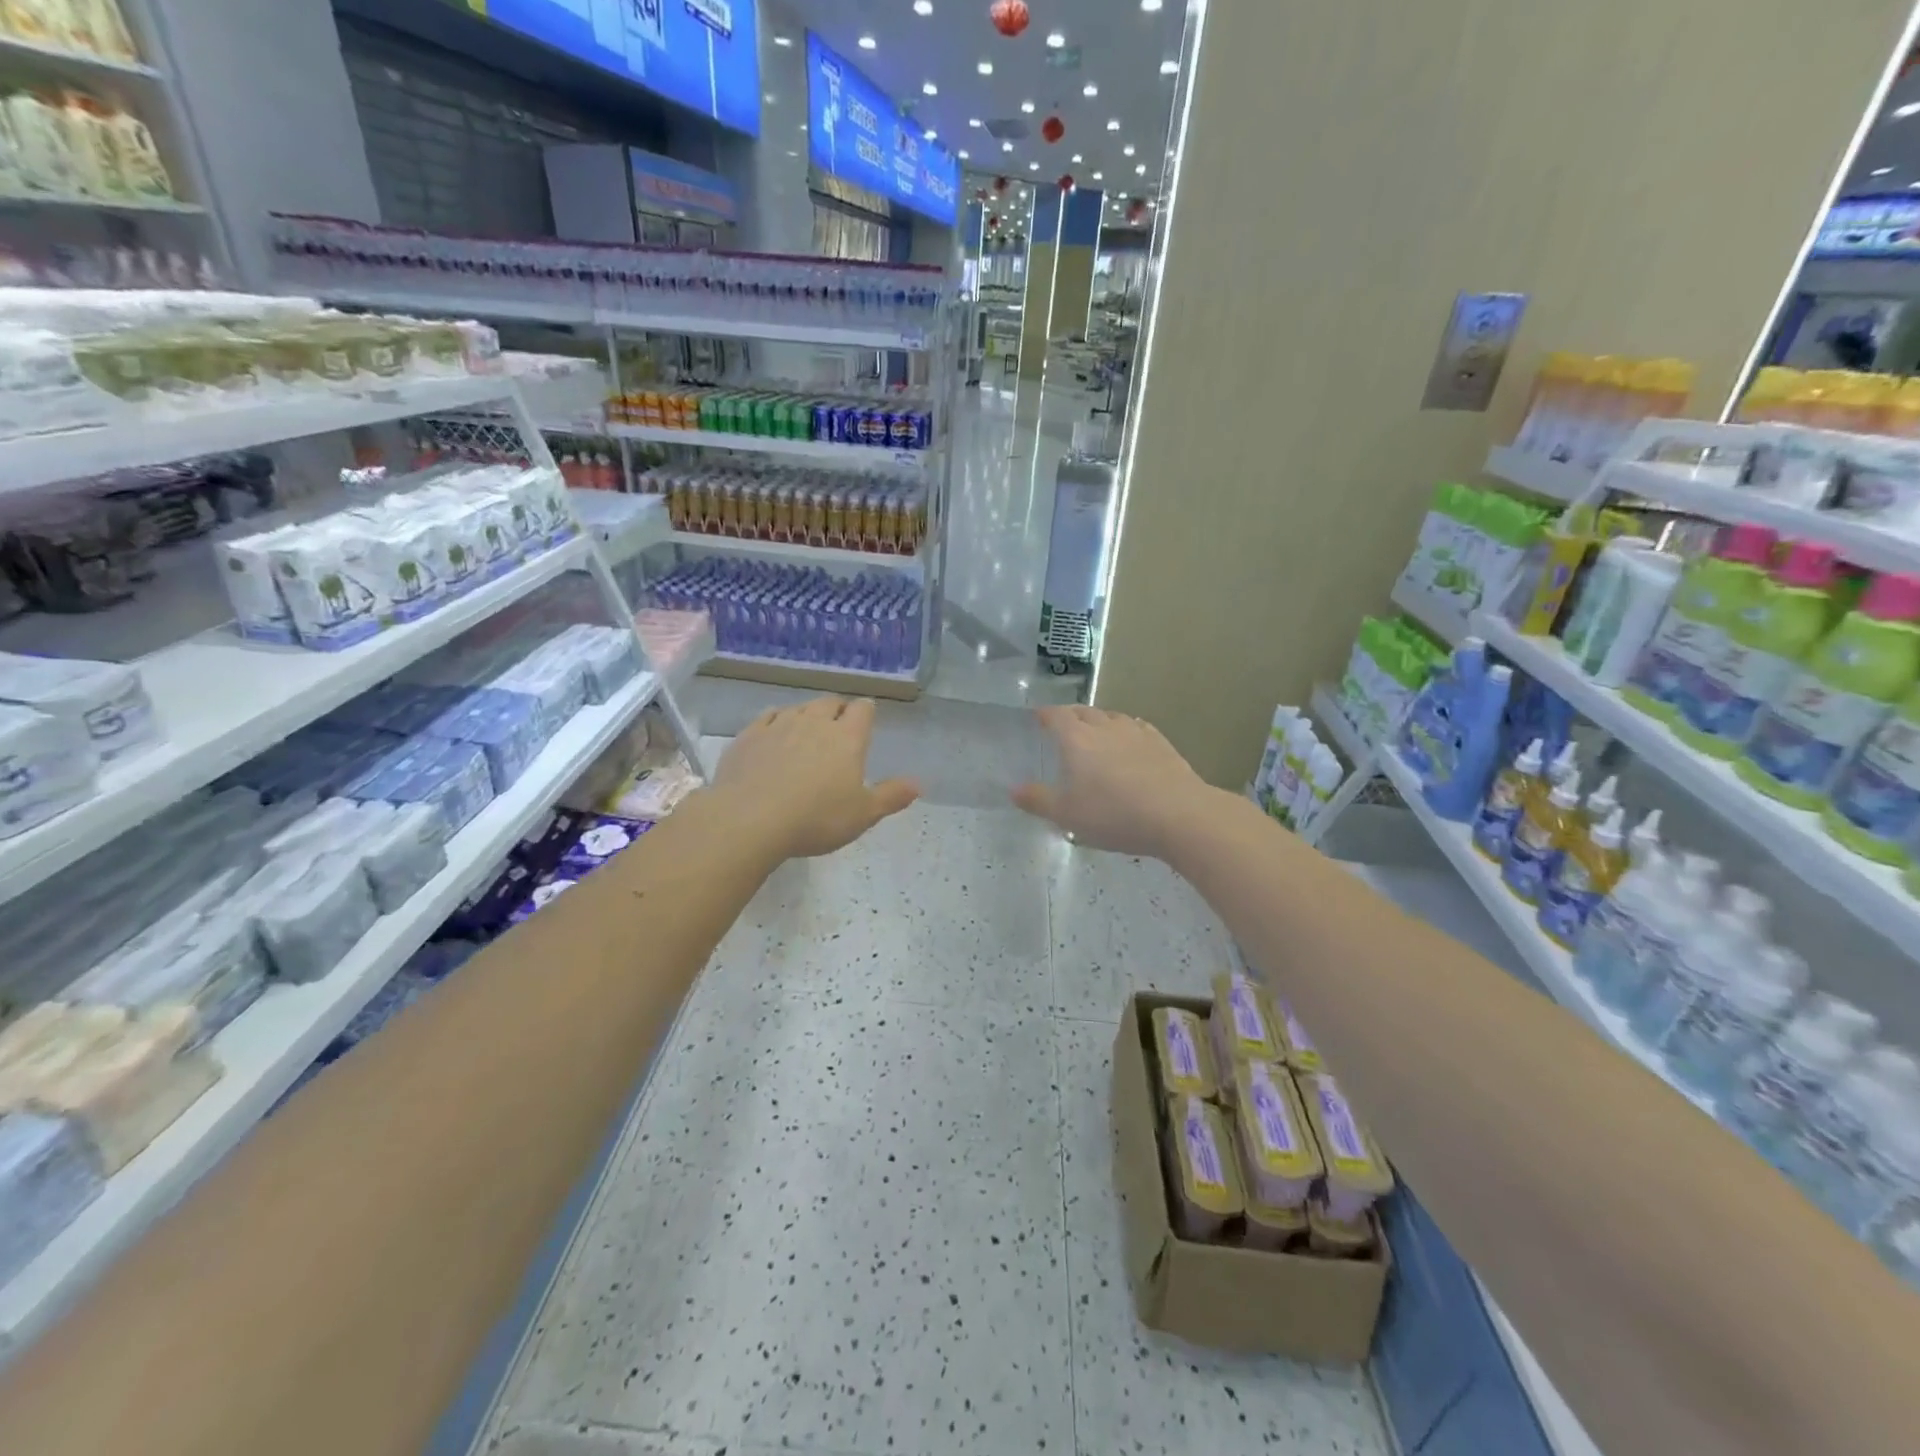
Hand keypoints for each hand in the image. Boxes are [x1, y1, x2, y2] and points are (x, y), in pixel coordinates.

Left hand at [714, 697, 918, 859]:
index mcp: (847, 738)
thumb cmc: (816, 818)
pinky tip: (774, 731)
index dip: (866, 712)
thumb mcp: (862, 815)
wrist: (750, 819)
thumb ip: (891, 796)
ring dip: (807, 714)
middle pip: (830, 703)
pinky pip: (768, 716)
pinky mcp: (749, 735)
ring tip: (808, 729)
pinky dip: (776, 720)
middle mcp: (815, 722)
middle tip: (839, 725)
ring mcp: (779, 725)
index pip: (862, 710)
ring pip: (799, 708)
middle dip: (837, 710)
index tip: (866, 718)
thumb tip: (919, 784)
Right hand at [1012, 705, 1215, 857]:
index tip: (1038, 717)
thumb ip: (1038, 800)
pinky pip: (1137, 727)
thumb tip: (1014, 789)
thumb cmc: (1114, 814)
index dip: (1045, 714)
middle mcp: (1104, 727)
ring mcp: (1136, 732)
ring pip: (1112, 717)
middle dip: (1070, 715)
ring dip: (1099, 720)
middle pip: (1084, 711)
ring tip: (1095, 732)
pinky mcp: (1161, 743)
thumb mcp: (1067, 815)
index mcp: (1076, 739)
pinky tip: (1130, 741)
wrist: (1178, 814)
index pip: (1056, 716)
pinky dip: (1126, 730)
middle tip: (1063, 724)